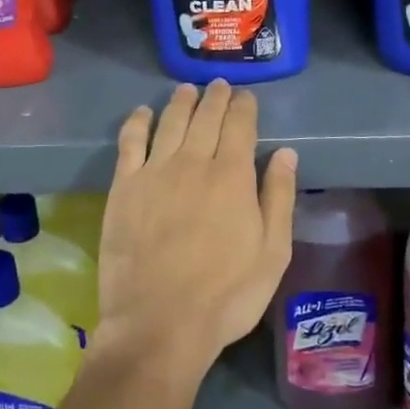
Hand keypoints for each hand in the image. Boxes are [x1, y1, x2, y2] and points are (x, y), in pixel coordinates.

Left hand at [94, 81, 297, 389]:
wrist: (159, 323)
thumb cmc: (226, 295)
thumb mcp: (272, 253)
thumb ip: (279, 198)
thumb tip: (285, 154)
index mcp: (233, 176)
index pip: (240, 126)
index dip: (244, 107)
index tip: (246, 96)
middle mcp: (193, 162)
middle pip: (205, 117)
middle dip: (215, 97)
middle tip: (219, 85)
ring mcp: (155, 172)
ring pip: (170, 122)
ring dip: (181, 102)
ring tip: (187, 90)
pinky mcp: (124, 187)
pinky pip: (130, 142)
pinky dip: (138, 122)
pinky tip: (143, 113)